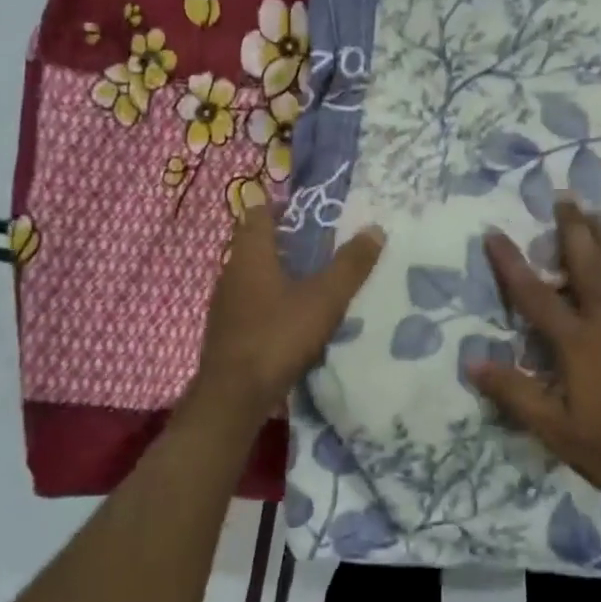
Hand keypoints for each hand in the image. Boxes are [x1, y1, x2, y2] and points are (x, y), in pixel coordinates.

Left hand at [187, 204, 384, 423]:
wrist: (234, 394)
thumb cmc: (278, 336)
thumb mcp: (324, 299)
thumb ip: (350, 265)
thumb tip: (375, 229)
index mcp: (250, 255)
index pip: (258, 214)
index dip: (280, 207)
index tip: (308, 212)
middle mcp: (231, 272)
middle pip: (254, 245)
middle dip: (284, 242)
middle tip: (320, 245)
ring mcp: (225, 304)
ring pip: (252, 276)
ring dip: (277, 273)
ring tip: (312, 280)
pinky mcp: (226, 331)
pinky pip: (250, 304)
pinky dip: (270, 301)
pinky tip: (292, 318)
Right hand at [467, 201, 600, 535]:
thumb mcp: (555, 430)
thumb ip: (514, 393)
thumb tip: (472, 362)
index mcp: (577, 343)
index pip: (534, 295)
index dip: (511, 263)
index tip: (495, 233)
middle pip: (588, 266)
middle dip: (573, 230)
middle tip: (565, 196)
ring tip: (600, 211)